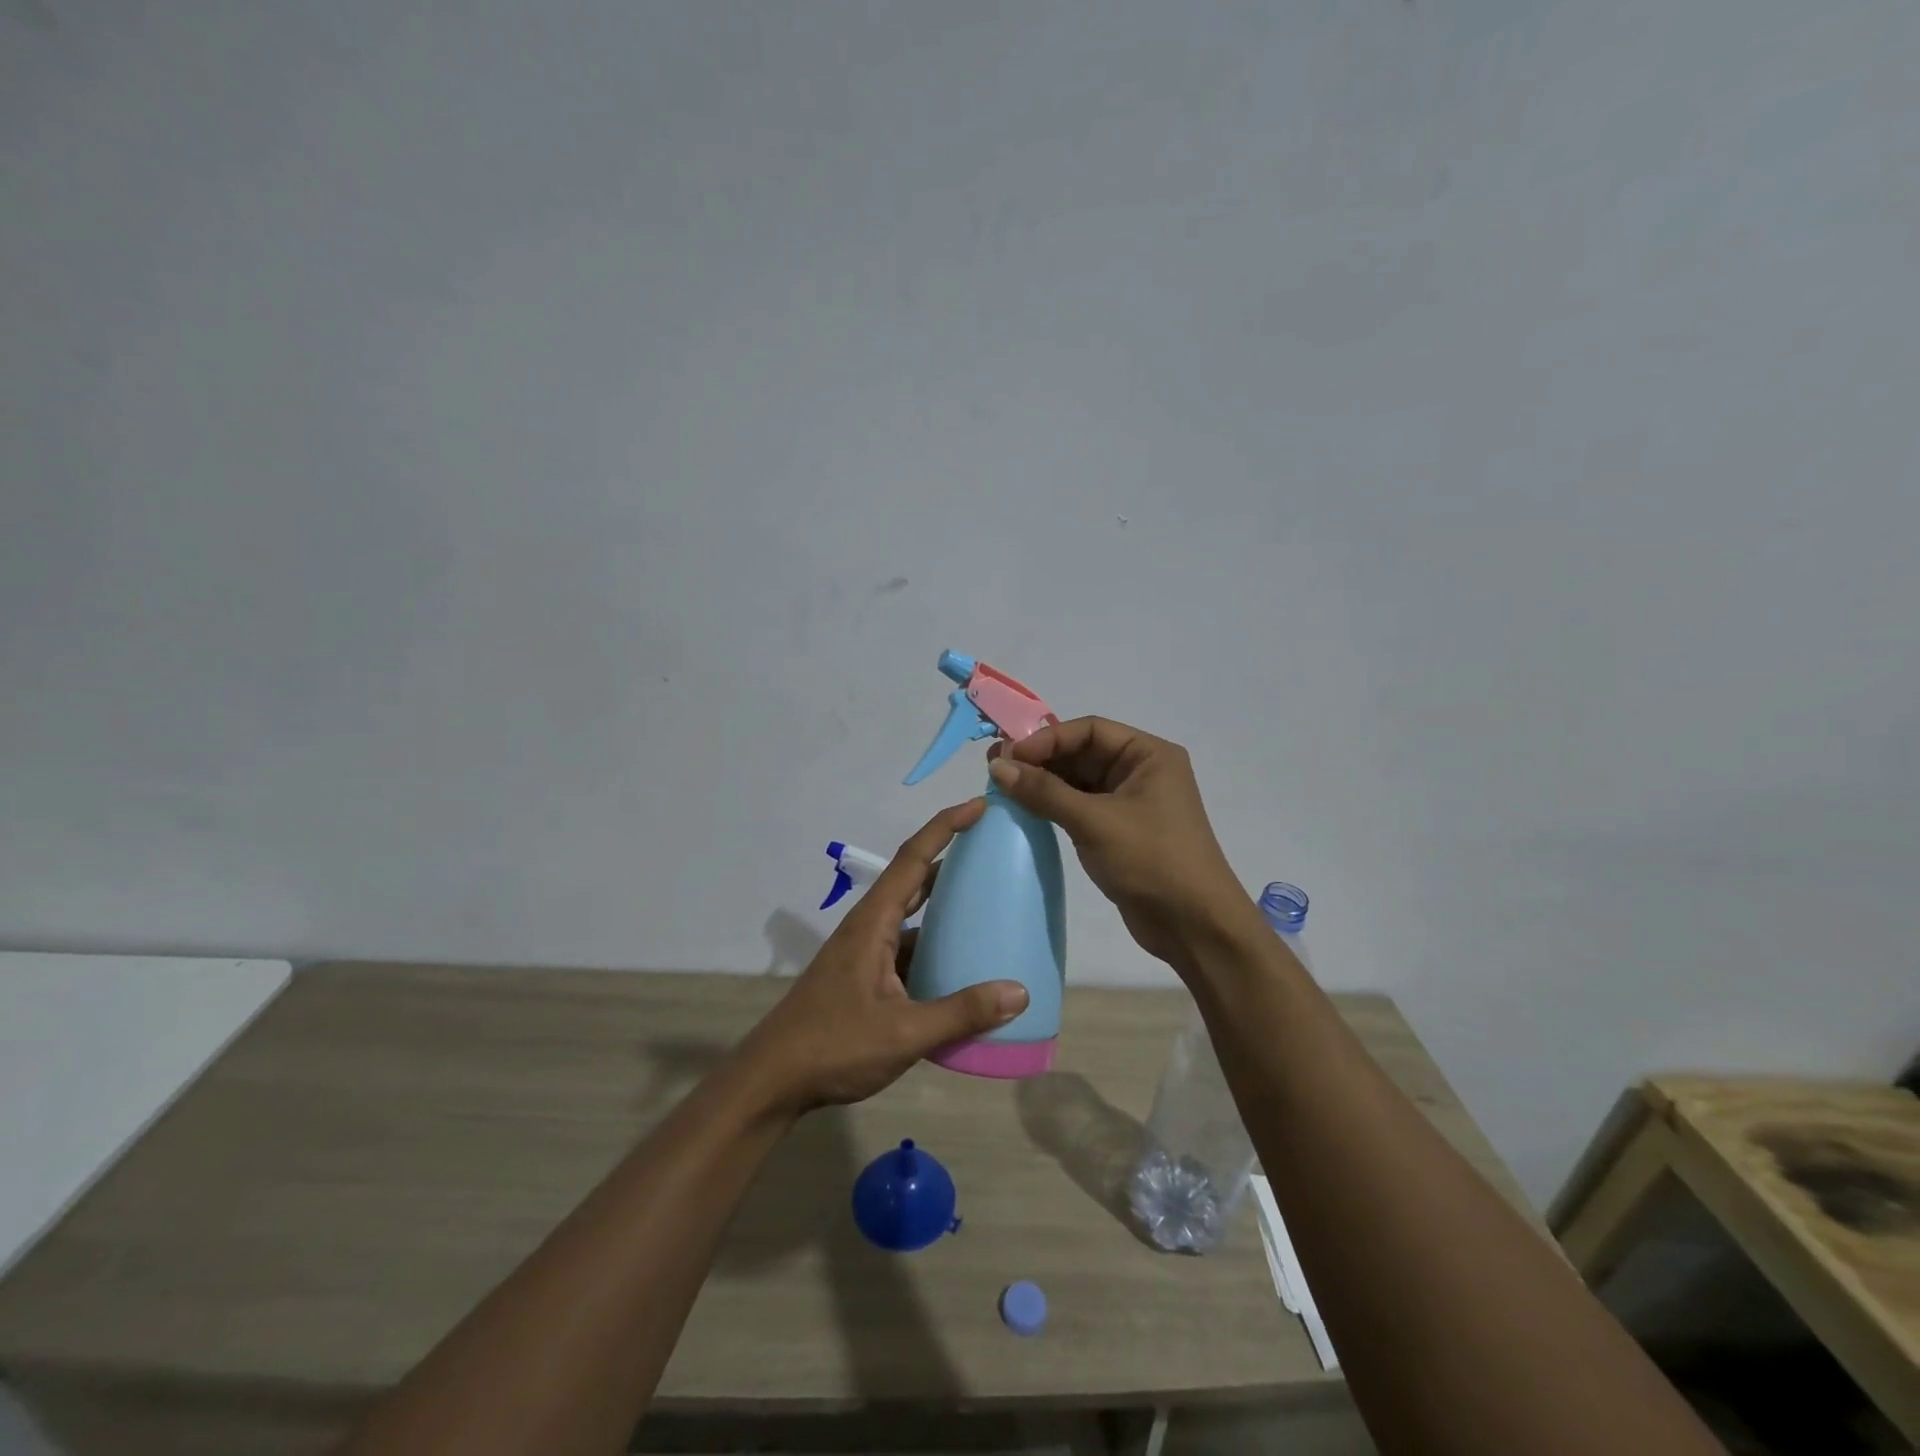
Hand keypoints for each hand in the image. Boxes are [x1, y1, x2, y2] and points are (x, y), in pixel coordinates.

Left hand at [737, 799, 1030, 1115]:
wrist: (772, 1081)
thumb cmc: (833, 1045)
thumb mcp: (904, 1031)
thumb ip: (961, 1012)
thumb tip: (1019, 992)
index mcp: (874, 922)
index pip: (914, 858)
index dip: (947, 827)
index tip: (981, 806)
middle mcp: (869, 927)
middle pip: (914, 879)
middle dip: (952, 858)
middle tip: (995, 851)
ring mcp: (865, 954)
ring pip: (912, 917)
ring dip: (945, 906)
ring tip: (990, 905)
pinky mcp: (866, 978)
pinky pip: (908, 949)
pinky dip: (936, 947)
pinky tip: (962, 967)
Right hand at [988, 717, 1255, 965]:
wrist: (1194, 926)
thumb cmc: (1151, 861)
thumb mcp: (1094, 822)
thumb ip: (1044, 791)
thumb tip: (998, 766)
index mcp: (1149, 755)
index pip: (1090, 730)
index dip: (1047, 739)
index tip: (1009, 755)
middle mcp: (1141, 772)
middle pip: (1083, 752)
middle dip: (1041, 759)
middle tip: (996, 768)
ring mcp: (1131, 803)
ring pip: (1079, 781)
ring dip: (1044, 783)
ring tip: (1002, 787)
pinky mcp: (1119, 831)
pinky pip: (1081, 807)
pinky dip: (1054, 806)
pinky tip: (1025, 809)